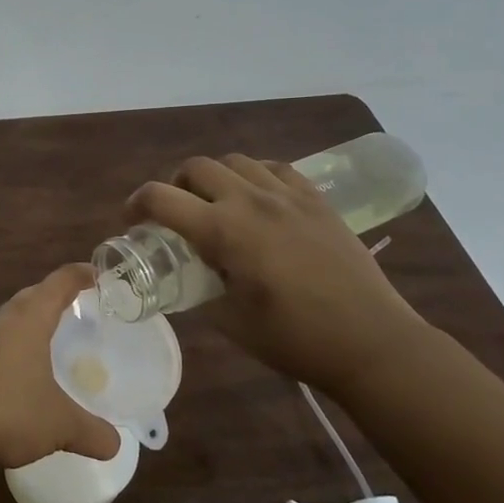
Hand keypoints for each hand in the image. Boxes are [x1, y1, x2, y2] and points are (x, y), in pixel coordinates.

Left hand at [0, 265, 122, 469]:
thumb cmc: (10, 413)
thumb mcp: (61, 425)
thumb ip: (92, 431)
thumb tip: (115, 445)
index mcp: (28, 320)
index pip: (58, 283)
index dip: (79, 275)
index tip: (97, 273)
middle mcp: (1, 319)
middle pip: (32, 294)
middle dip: (54, 295)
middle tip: (77, 304)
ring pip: (10, 315)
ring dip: (30, 317)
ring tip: (49, 331)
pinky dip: (13, 341)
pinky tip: (20, 365)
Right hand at [128, 155, 431, 394]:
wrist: (371, 342)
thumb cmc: (294, 338)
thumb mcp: (229, 320)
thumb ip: (199, 287)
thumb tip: (185, 275)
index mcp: (224, 230)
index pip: (161, 198)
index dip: (136, 204)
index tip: (131, 220)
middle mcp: (251, 200)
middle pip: (196, 167)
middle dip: (175, 185)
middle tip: (176, 213)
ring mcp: (288, 195)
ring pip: (235, 161)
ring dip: (214, 177)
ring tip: (217, 203)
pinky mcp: (316, 200)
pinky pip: (275, 168)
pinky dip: (254, 175)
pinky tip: (258, 199)